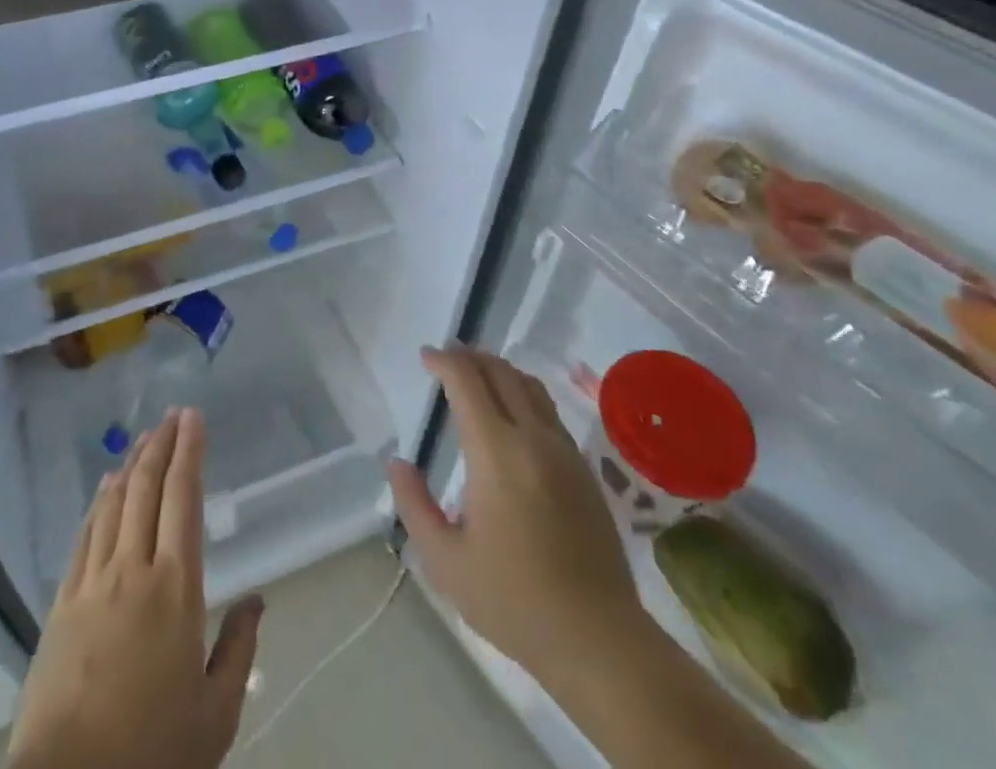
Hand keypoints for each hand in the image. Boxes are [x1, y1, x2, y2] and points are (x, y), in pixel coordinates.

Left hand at [9, 407, 262, 768]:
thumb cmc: (153, 751)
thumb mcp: (215, 714)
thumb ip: (238, 649)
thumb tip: (257, 599)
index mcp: (176, 587)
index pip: (184, 499)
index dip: (190, 452)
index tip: (194, 418)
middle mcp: (133, 569)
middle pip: (147, 488)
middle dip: (161, 444)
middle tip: (172, 415)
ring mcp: (92, 582)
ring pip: (114, 504)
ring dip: (131, 464)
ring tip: (144, 438)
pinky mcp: (62, 602)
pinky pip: (85, 535)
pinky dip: (99, 503)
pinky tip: (105, 488)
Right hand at [387, 346, 641, 682]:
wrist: (598, 639)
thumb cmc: (513, 600)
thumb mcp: (445, 561)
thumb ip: (414, 504)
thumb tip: (397, 462)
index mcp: (497, 453)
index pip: (467, 382)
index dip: (444, 361)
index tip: (426, 357)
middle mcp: (533, 438)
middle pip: (501, 373)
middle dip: (470, 357)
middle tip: (447, 357)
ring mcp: (564, 451)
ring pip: (530, 386)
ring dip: (499, 370)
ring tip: (477, 374)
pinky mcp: (584, 469)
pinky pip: (548, 410)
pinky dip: (522, 393)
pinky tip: (512, 412)